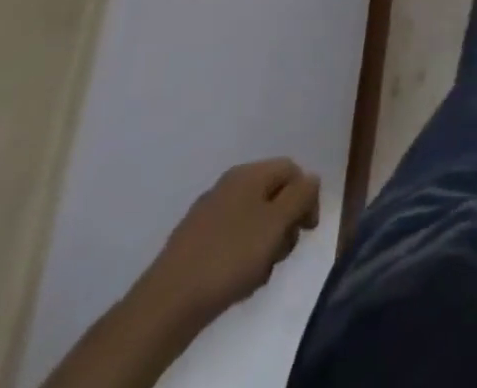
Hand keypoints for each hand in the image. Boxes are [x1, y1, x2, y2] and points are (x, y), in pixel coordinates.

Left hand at [130, 159, 320, 331]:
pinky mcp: (193, 243)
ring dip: (264, 244)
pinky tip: (236, 281)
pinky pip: (231, 240)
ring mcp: (207, 214)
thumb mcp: (277, 222)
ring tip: (257, 274)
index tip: (307, 231)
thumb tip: (311, 180)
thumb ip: (301, 195)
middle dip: (284, 224)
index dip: (307, 196)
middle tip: (281, 254)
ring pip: (253, 220)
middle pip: (273, 195)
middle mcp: (228, 185)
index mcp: (248, 173)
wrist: (165, 305)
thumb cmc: (229, 257)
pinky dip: (241, 256)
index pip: (292, 170)